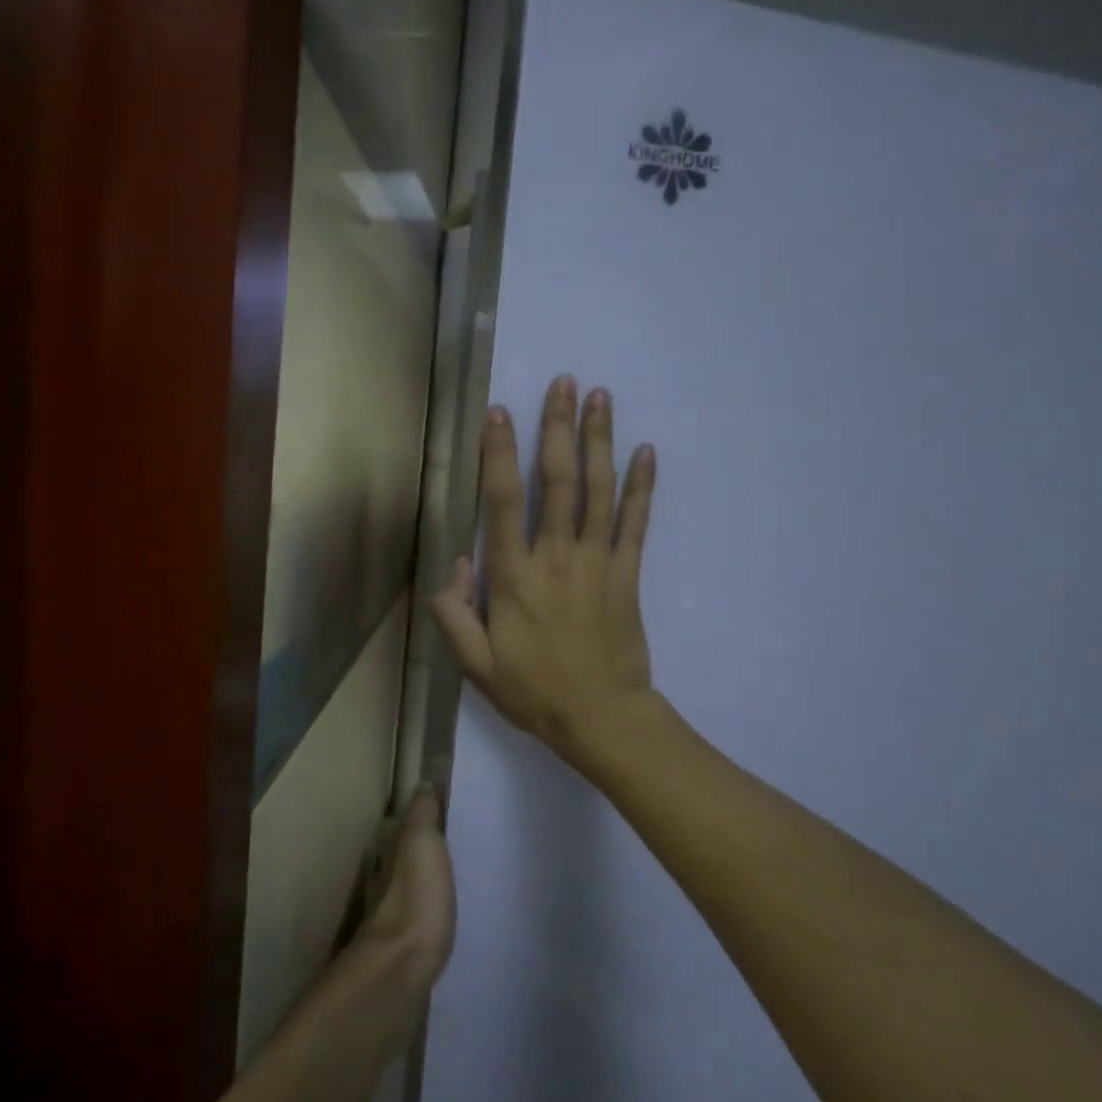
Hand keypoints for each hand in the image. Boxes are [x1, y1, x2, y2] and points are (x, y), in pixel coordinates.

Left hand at [359, 786, 456, 997]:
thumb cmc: (415, 897)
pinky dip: (430, 910)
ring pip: (410, 885)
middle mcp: (384, 877)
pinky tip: (447, 915)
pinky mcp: (404, 946)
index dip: (422, 815)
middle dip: (425, 849)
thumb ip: (422, 813)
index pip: (403, 823)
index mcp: (389, 849)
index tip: (448, 812)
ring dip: (427, 881)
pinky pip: (419, 916)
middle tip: (460, 846)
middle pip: (404, 855)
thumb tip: (422, 784)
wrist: (400, 969)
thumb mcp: (421, 841)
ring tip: (459, 880)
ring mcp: (391, 913)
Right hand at [430, 375, 658, 771]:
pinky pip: (636, 523)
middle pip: (558, 482)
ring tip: (601, 397)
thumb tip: (456, 563)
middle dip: (559, 429)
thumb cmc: (533, 691)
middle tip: (564, 383)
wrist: (602, 719)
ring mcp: (597, 563)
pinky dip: (641, 486)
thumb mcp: (476, 664)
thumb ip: (455, 613)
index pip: (503, 502)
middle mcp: (555, 558)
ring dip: (599, 441)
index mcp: (514, 577)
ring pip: (598, 492)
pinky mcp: (628, 574)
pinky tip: (646, 452)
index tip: (499, 413)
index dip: (499, 455)